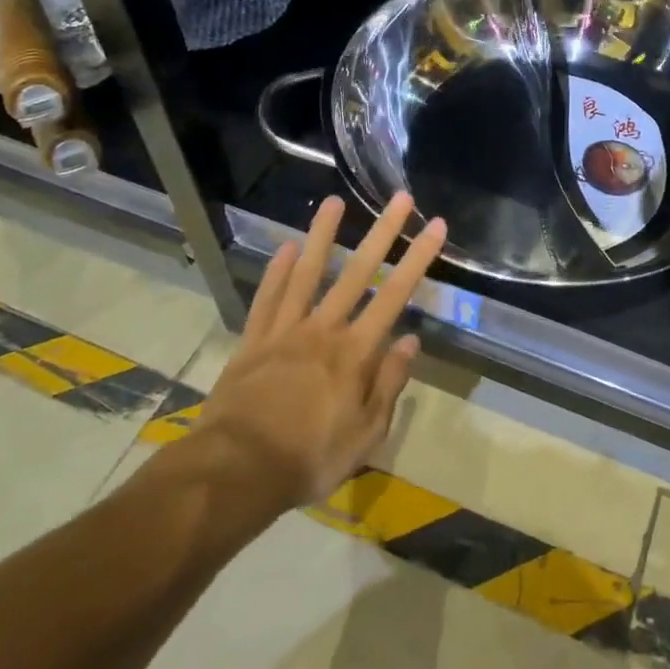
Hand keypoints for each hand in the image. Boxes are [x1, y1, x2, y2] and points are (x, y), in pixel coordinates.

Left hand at [188, 192, 446, 509]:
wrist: (234, 471)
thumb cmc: (308, 458)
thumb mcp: (365, 434)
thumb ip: (388, 384)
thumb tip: (411, 341)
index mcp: (355, 352)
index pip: (395, 295)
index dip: (418, 258)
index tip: (435, 225)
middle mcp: (323, 329)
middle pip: (357, 272)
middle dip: (382, 232)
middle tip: (399, 197)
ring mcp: (284, 331)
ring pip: (306, 273)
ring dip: (322, 235)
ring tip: (333, 201)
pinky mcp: (253, 342)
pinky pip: (267, 299)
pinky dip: (276, 272)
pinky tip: (285, 247)